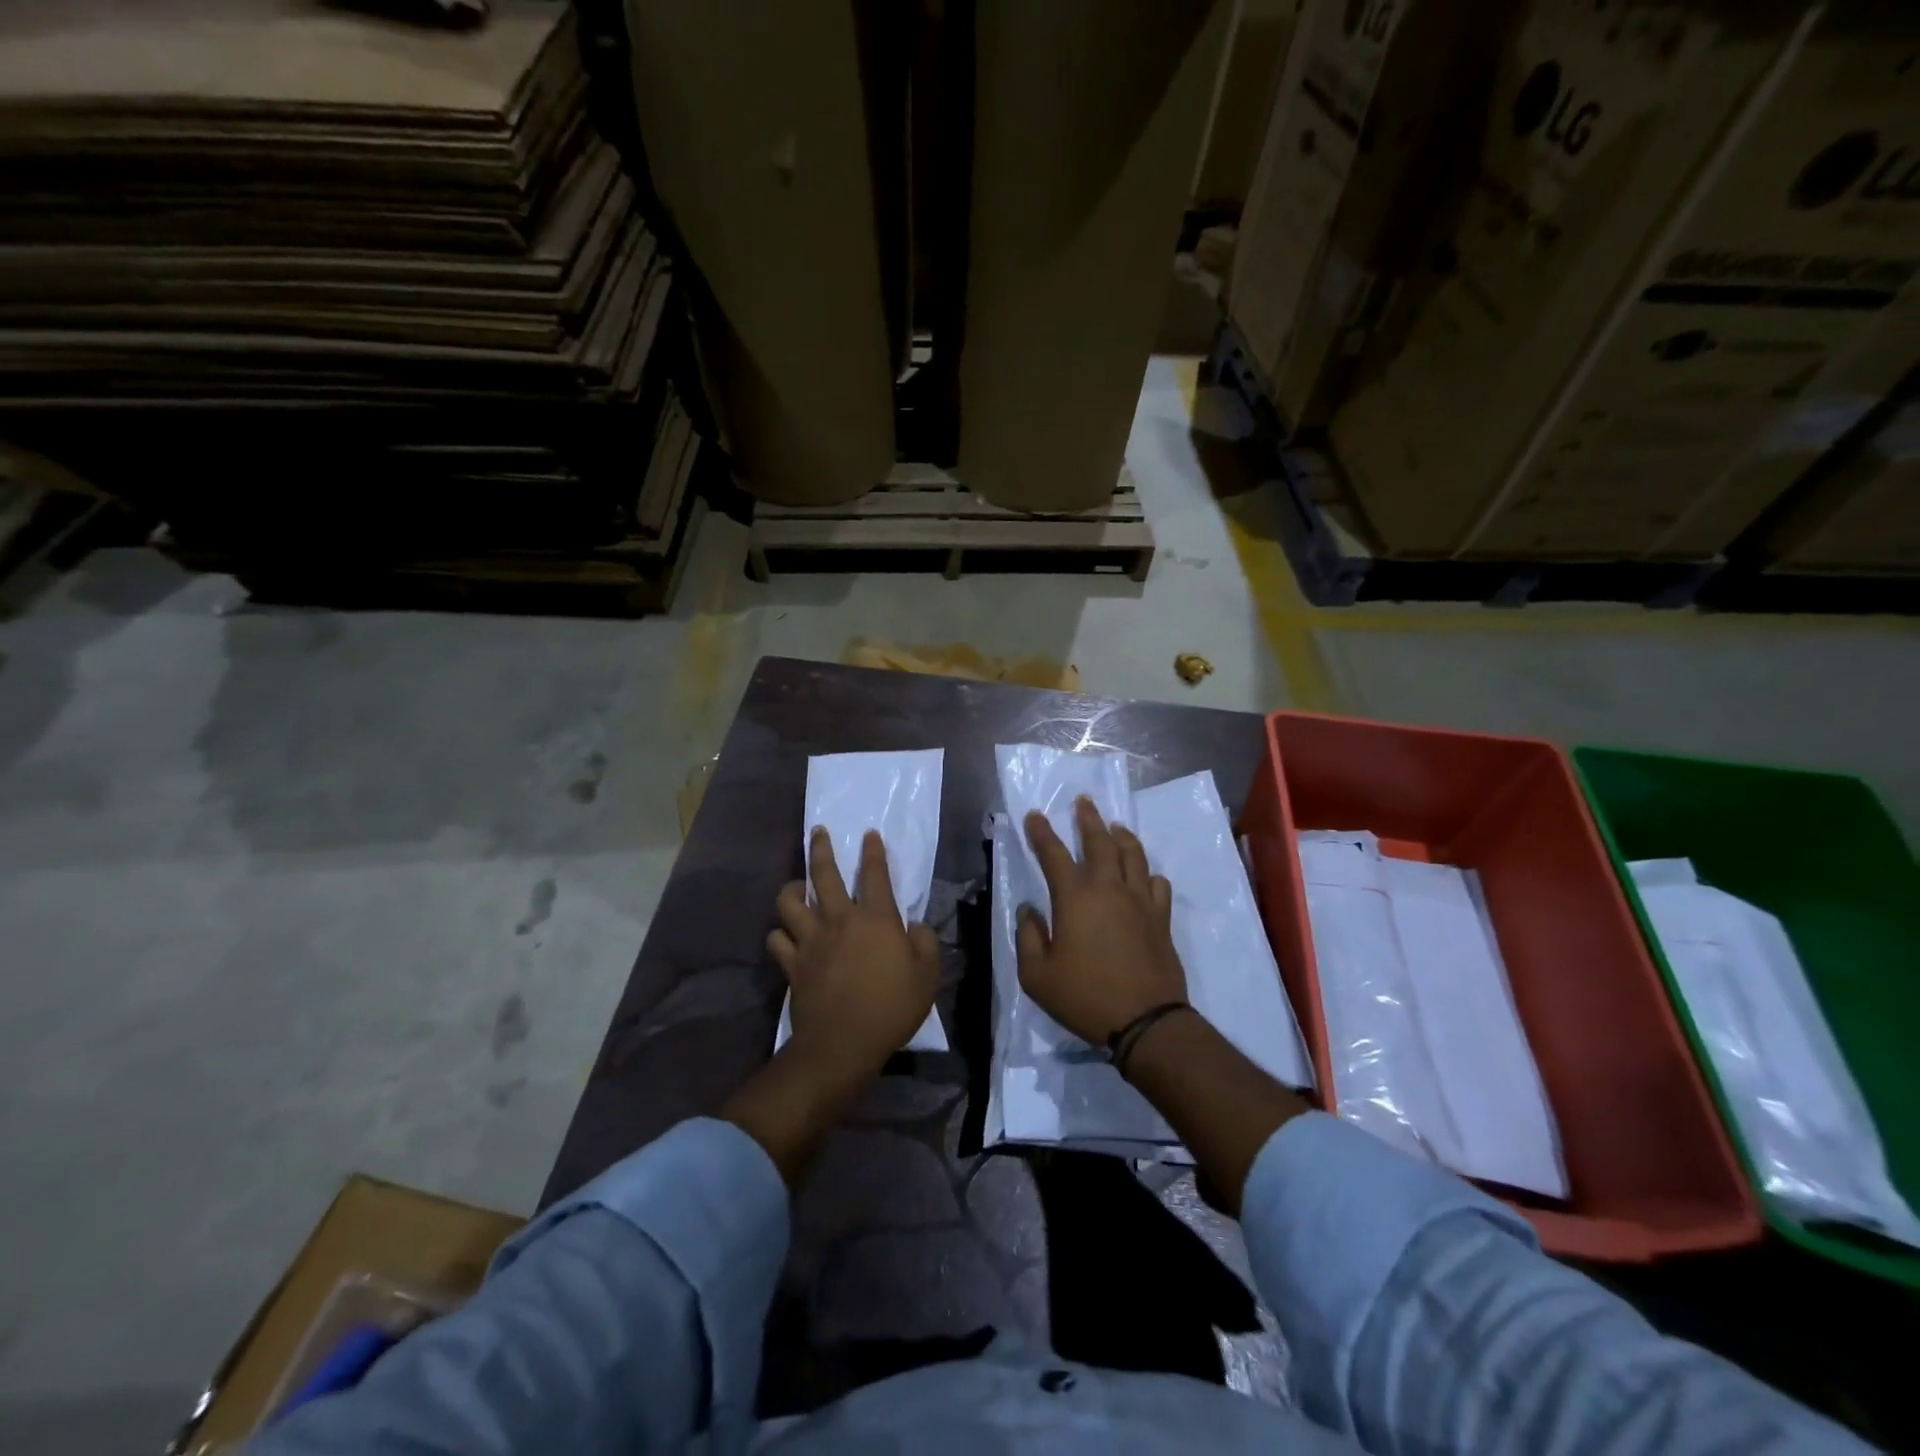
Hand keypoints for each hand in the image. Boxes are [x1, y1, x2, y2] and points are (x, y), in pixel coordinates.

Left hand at [769, 827, 940, 1078]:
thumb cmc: (892, 1007)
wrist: (843, 1044)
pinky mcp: (792, 964)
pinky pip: (777, 940)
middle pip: (824, 874)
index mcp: (875, 918)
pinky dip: (779, 934)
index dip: (873, 851)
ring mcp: (811, 941)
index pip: (875, 874)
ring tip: (796, 887)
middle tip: (819, 833)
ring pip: (789, 902)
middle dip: (821, 849)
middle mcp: (839, 920)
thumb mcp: (928, 975)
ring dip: (791, 889)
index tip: (869, 834)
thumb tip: (914, 926)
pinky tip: (784, 935)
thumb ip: (924, 943)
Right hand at [1017, 797, 1187, 1045]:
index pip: (1054, 854)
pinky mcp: (1161, 918)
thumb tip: (1029, 911)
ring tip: (1115, 826)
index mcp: (1075, 898)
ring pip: (1133, 855)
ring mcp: (1140, 901)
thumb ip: (1028, 937)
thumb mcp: (1037, 976)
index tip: (1035, 815)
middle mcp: (1109, 889)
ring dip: (1121, 836)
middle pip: (1100, 842)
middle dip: (1088, 819)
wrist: (1146, 1021)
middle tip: (1084, 802)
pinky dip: (1148, 873)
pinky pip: (1157, 884)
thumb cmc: (1084, 997)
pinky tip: (1144, 875)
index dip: (1042, 833)